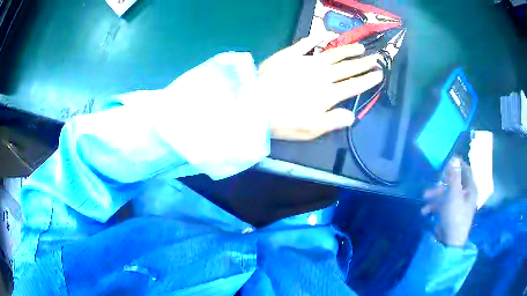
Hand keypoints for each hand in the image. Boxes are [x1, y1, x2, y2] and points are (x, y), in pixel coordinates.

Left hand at [258, 35, 383, 140]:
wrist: (253, 104)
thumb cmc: (283, 121)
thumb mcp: (311, 129)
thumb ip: (333, 121)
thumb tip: (352, 115)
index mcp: (328, 94)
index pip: (354, 85)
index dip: (368, 80)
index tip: (379, 73)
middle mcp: (321, 74)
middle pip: (347, 67)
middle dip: (364, 63)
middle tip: (376, 57)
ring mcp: (305, 62)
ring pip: (333, 53)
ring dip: (348, 49)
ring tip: (360, 46)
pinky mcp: (289, 55)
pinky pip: (306, 43)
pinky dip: (316, 38)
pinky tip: (326, 35)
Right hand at [421, 157, 477, 246]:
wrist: (450, 241)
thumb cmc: (455, 215)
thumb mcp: (454, 194)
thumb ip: (453, 176)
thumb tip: (453, 158)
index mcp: (470, 189)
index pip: (466, 170)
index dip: (458, 163)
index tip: (447, 159)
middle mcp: (465, 195)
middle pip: (454, 182)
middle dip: (441, 182)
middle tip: (432, 180)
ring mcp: (457, 205)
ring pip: (446, 194)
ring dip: (435, 195)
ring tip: (423, 198)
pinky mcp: (450, 214)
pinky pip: (442, 206)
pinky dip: (434, 207)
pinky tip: (425, 211)